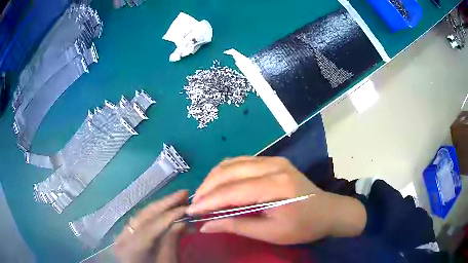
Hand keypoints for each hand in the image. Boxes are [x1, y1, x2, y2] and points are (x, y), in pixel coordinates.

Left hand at [115, 190, 187, 262]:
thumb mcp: (167, 262)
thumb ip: (171, 241)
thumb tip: (183, 222)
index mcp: (132, 247)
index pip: (152, 225)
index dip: (171, 215)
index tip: (188, 207)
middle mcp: (123, 237)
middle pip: (145, 215)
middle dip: (165, 203)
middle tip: (184, 193)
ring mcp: (122, 234)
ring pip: (142, 215)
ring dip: (161, 206)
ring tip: (178, 199)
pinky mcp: (125, 234)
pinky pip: (140, 220)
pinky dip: (154, 214)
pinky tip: (166, 210)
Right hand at [188, 157, 365, 244]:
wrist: (328, 211)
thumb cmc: (303, 227)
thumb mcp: (271, 233)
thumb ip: (237, 226)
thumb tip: (206, 226)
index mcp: (276, 186)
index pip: (232, 191)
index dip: (209, 201)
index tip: (191, 211)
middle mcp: (273, 165)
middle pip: (229, 172)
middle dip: (207, 187)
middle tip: (195, 203)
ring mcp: (274, 160)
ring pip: (232, 163)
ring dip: (214, 178)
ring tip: (204, 195)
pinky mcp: (273, 160)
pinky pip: (241, 162)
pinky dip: (226, 172)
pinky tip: (219, 184)